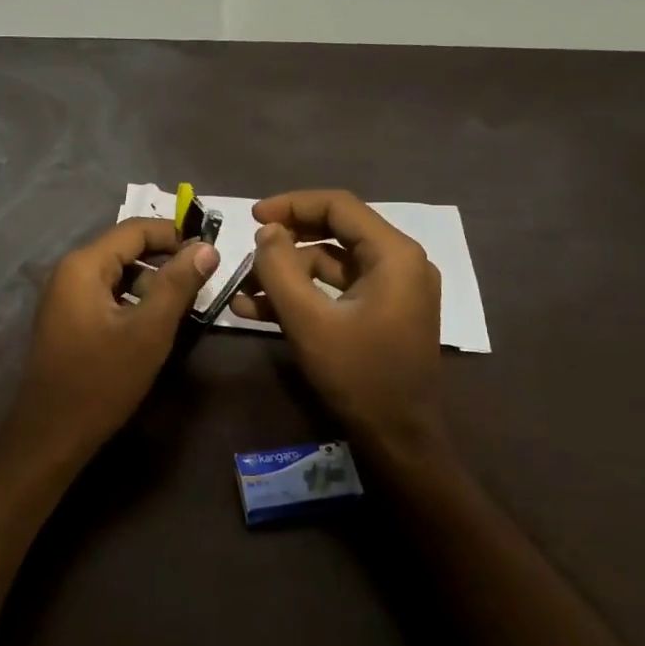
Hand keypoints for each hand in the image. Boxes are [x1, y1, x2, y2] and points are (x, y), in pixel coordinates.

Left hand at [2, 218, 219, 468]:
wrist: (51, 435)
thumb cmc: (102, 380)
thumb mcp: (149, 331)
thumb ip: (178, 284)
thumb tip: (206, 247)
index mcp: (84, 265)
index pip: (135, 229)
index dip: (174, 234)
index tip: (209, 252)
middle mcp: (69, 271)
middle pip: (124, 248)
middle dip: (164, 259)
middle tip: (201, 281)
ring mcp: (64, 296)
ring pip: (117, 273)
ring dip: (150, 281)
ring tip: (182, 304)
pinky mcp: (67, 319)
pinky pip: (106, 294)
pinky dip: (132, 299)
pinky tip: (152, 323)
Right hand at [230, 189, 443, 458]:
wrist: (399, 440)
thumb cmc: (358, 375)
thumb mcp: (308, 320)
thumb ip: (280, 268)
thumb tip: (267, 231)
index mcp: (395, 254)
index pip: (338, 206)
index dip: (291, 205)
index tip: (252, 217)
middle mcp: (401, 262)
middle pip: (335, 231)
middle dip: (286, 241)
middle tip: (248, 248)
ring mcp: (394, 289)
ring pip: (332, 263)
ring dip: (287, 273)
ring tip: (243, 288)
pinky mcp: (383, 312)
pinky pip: (338, 289)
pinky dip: (303, 294)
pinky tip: (257, 309)